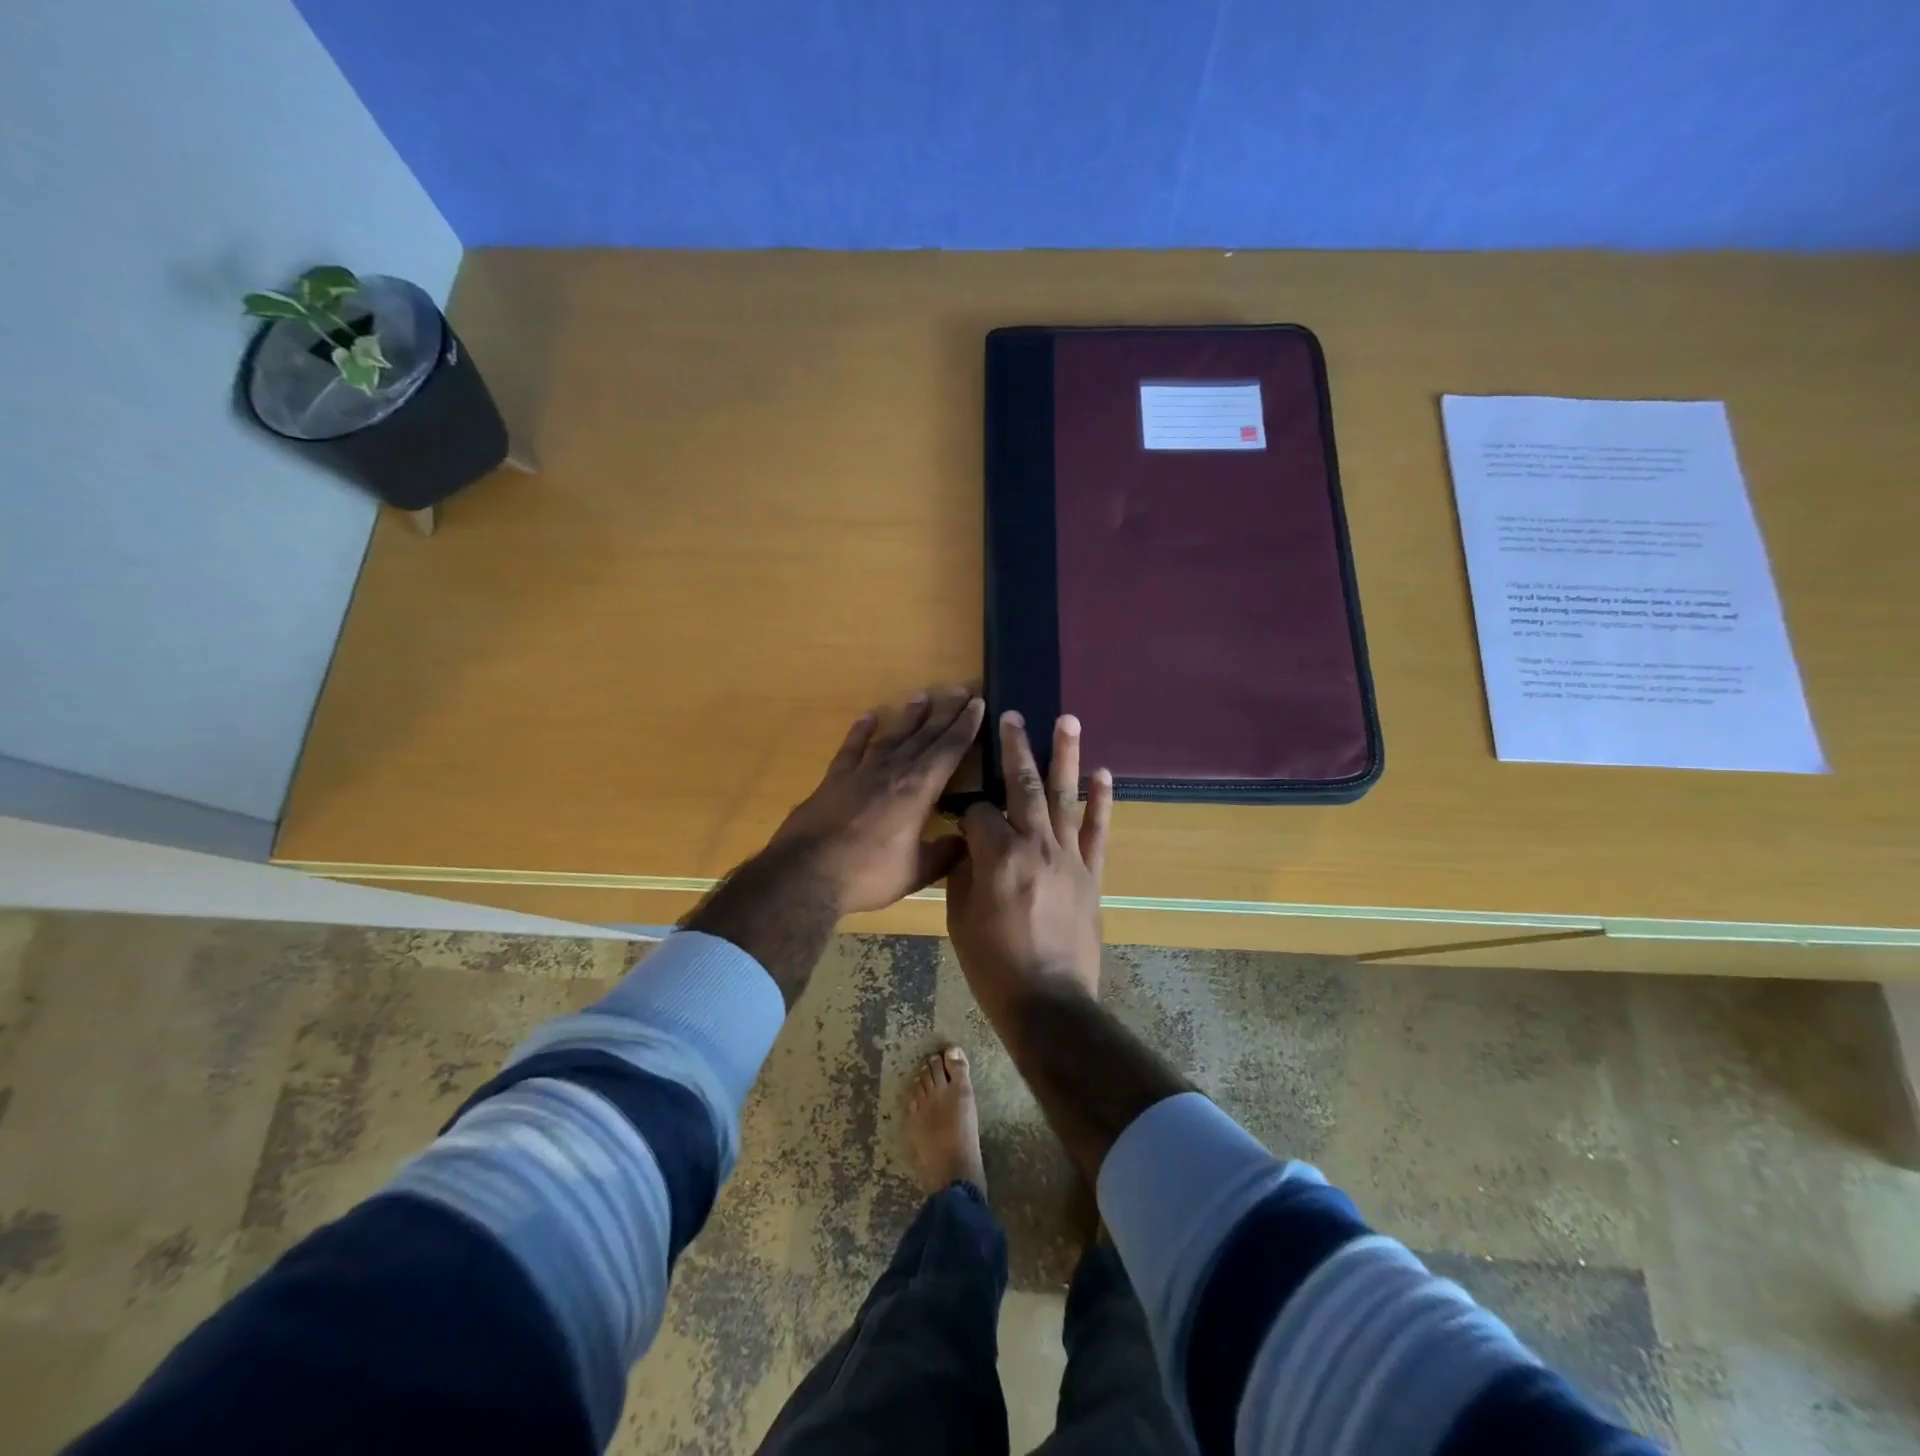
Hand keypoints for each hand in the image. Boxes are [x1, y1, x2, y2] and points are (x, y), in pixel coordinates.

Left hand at [769, 688, 984, 915]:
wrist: (807, 873)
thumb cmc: (868, 874)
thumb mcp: (916, 871)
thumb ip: (944, 854)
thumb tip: (966, 842)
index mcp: (918, 790)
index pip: (949, 750)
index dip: (966, 727)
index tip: (977, 703)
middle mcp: (893, 772)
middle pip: (924, 736)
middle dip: (945, 713)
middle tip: (959, 690)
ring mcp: (861, 772)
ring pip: (891, 736)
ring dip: (908, 716)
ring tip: (922, 696)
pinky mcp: (834, 779)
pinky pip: (851, 748)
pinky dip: (860, 731)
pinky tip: (869, 717)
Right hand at [946, 711, 1113, 1026]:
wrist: (1049, 1002)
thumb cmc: (994, 965)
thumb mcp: (960, 918)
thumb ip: (965, 873)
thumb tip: (971, 847)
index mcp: (996, 856)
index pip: (978, 812)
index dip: (966, 809)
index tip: (960, 815)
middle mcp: (1035, 845)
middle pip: (1022, 786)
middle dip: (1014, 748)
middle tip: (1012, 715)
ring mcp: (1068, 857)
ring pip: (1064, 797)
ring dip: (1064, 756)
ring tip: (1067, 719)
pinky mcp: (1092, 873)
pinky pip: (1098, 831)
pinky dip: (1100, 801)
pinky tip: (1102, 773)